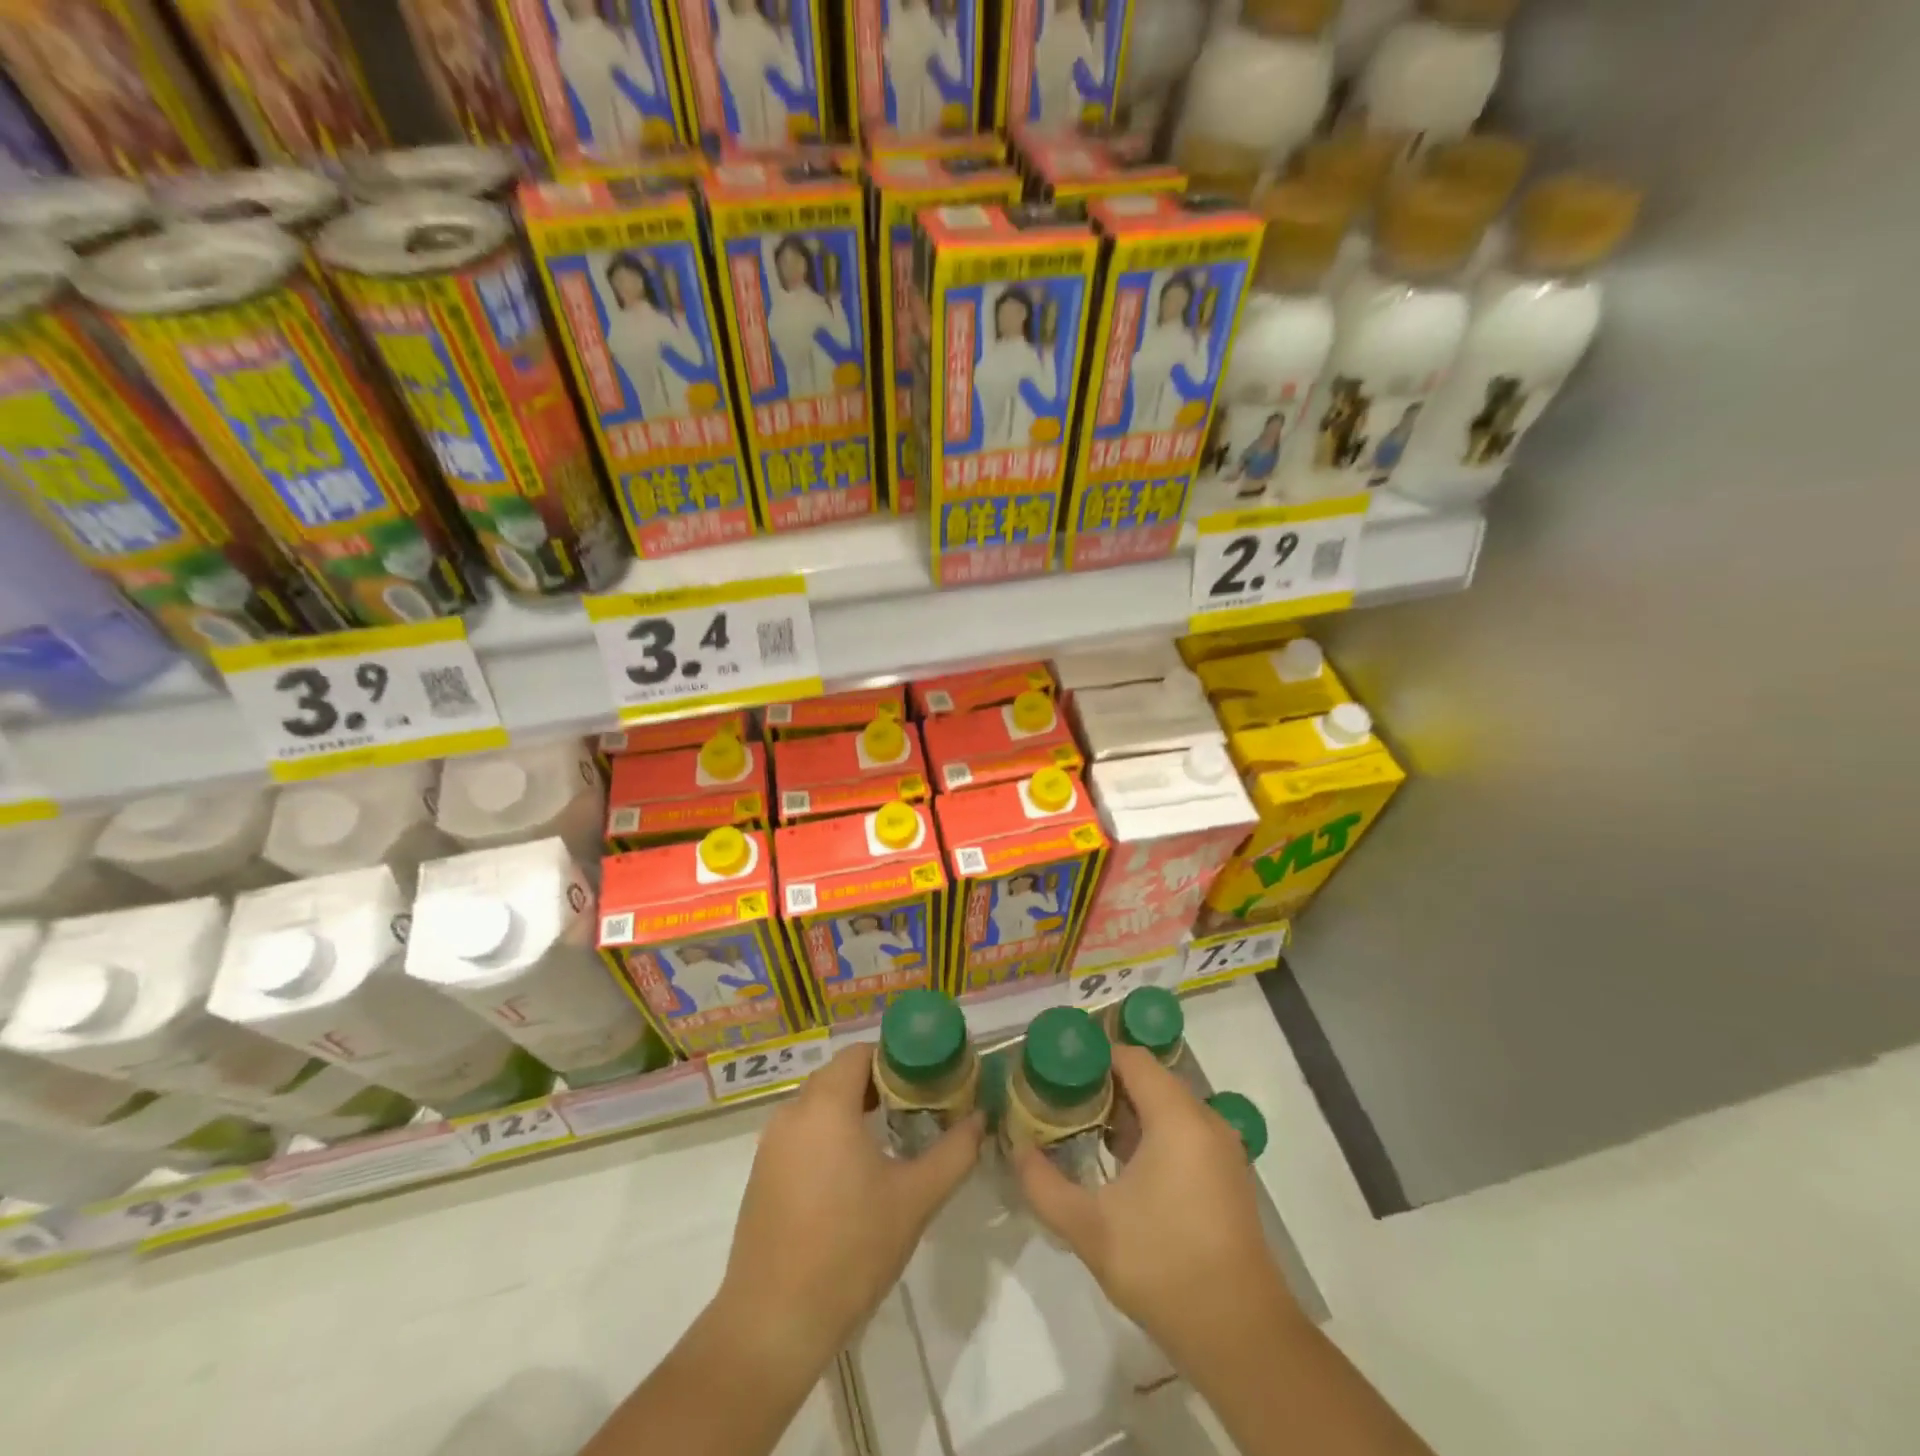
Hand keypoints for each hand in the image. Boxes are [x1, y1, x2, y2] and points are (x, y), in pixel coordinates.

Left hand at [717, 1044, 984, 1361]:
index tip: (926, 1079)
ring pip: (818, 1104)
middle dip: (878, 1083)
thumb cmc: (850, 1250)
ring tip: (891, 1136)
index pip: (859, 1053)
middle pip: (839, 1075)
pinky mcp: (762, 1174)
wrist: (774, 1324)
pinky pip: (802, 1132)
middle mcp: (792, 1113)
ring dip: (853, 1108)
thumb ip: (954, 1152)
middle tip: (916, 1106)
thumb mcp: (915, 1199)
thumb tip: (980, 1119)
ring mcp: (771, 1145)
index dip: (894, 1058)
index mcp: (825, 1105)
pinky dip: (829, 1133)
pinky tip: (853, 1172)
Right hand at [1013, 1045, 1299, 1363]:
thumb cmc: (1164, 1267)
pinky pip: (1183, 1132)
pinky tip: (1122, 1166)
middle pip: (1148, 1078)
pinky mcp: (1227, 1175)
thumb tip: (1016, 1149)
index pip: (1131, 1057)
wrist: (1242, 1338)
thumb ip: (1043, 1184)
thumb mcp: (1089, 1228)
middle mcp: (1205, 1120)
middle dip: (1103, 1086)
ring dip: (1126, 1112)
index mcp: (1177, 1118)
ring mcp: (1222, 1149)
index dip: (1092, 1058)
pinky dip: (1151, 1134)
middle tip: (1062, 1104)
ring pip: (1166, 1106)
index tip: (1057, 1074)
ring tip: (1084, 1132)